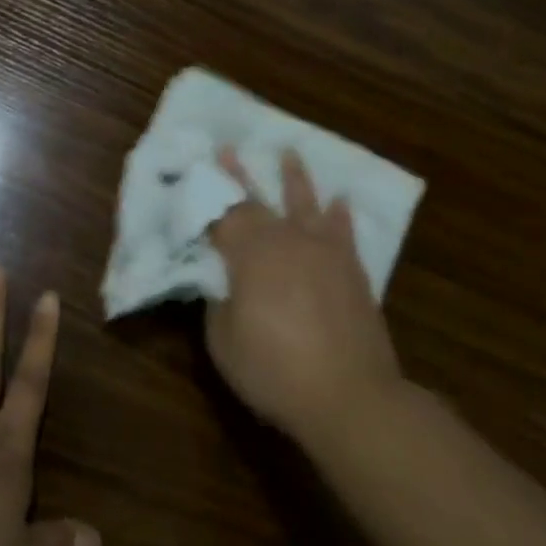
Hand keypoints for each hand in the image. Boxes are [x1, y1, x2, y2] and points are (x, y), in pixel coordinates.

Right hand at [206, 148, 404, 438]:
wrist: (349, 395)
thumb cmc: (274, 371)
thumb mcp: (224, 341)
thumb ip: (219, 302)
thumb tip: (222, 281)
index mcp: (250, 255)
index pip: (221, 218)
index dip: (204, 200)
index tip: (193, 177)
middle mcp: (287, 242)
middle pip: (257, 202)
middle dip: (239, 175)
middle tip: (227, 149)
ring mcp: (324, 252)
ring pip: (306, 204)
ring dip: (295, 177)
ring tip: (289, 152)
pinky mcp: (352, 269)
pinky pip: (343, 231)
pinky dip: (340, 214)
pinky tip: (340, 200)